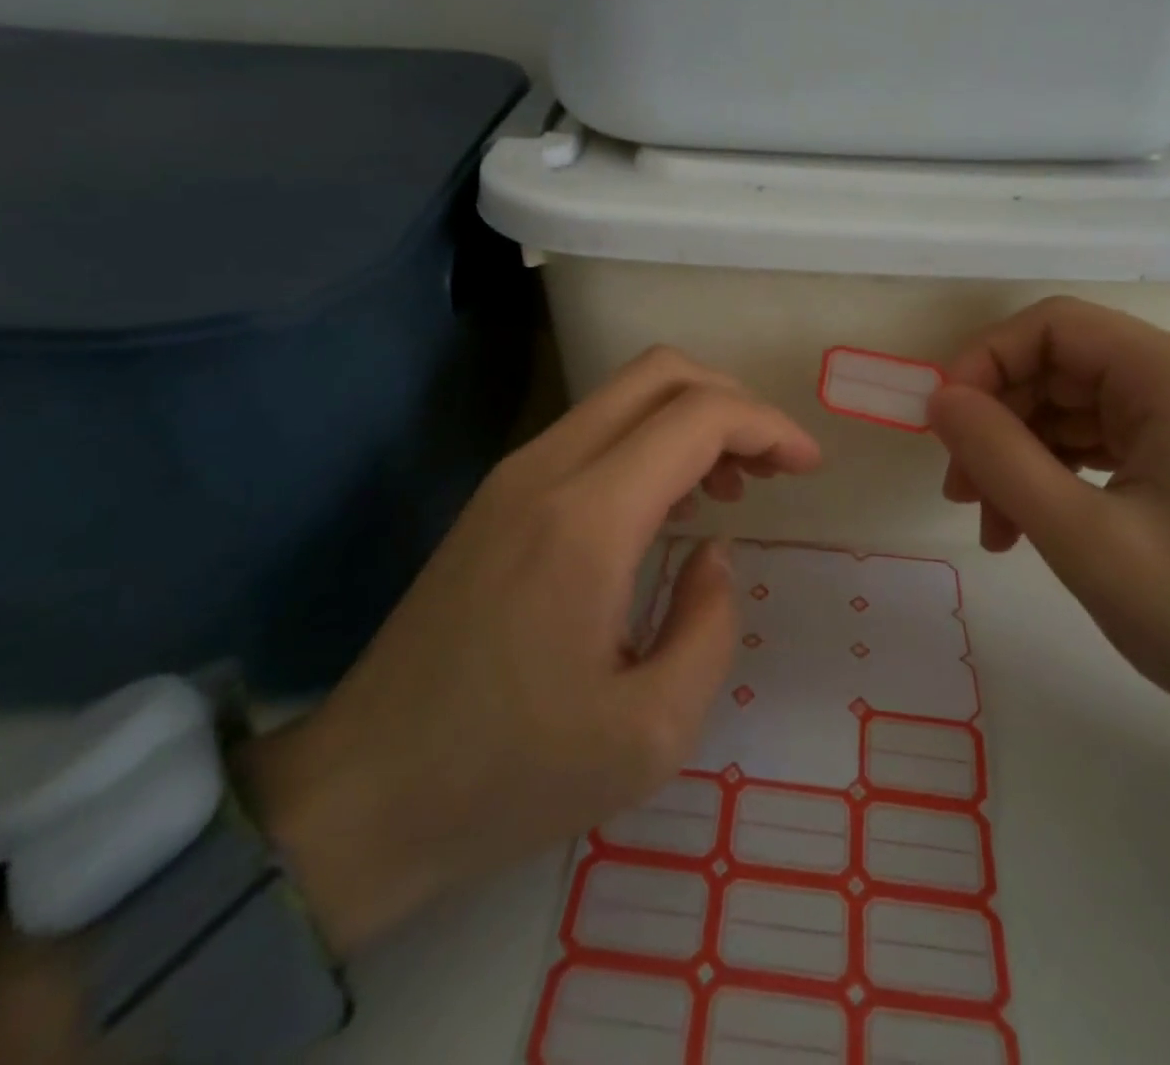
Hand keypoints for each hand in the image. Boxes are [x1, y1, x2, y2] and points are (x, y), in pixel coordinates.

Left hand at [247, 347, 821, 955]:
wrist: (361, 795)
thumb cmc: (510, 775)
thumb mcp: (651, 733)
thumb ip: (708, 625)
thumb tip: (714, 552)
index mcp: (588, 519)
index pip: (699, 416)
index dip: (769, 427)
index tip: (808, 467)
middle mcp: (547, 470)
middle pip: (660, 374)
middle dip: (734, 402)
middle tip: (772, 465)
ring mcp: (513, 476)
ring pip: (624, 396)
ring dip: (691, 421)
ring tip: (727, 489)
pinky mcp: (496, 497)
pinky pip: (593, 433)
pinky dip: (650, 444)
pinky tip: (666, 508)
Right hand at [930, 298, 1169, 844]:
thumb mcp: (1085, 538)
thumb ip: (1000, 457)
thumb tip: (938, 398)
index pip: (1055, 326)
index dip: (985, 361)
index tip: (944, 425)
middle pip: (1059, 368)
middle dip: (997, 422)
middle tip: (960, 491)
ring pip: (1070, 410)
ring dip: (1019, 458)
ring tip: (993, 527)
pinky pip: (1097, 446)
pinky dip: (1053, 478)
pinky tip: (1028, 529)